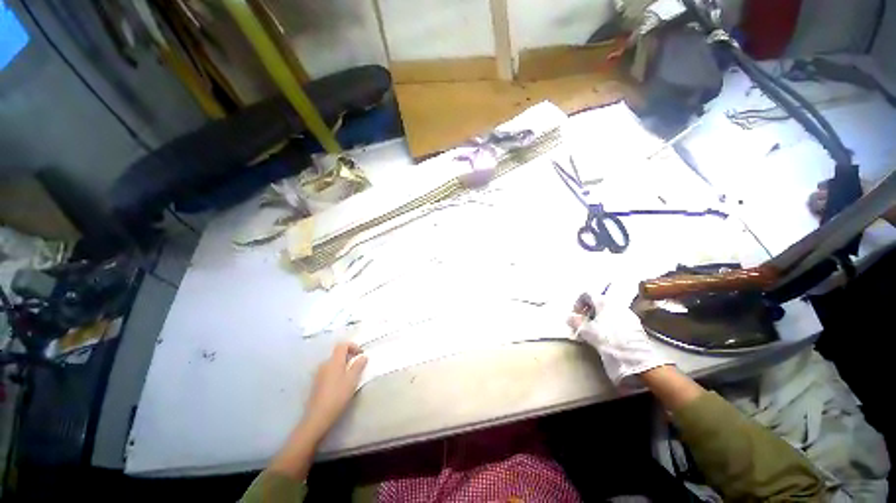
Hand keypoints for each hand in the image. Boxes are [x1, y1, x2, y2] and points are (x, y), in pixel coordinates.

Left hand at [300, 342, 367, 440]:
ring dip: (343, 364)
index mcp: (334, 361)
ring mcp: (318, 374)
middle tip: (358, 364)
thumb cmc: (337, 396)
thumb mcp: (352, 380)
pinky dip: (337, 372)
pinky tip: (340, 384)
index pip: (342, 345)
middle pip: (337, 353)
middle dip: (349, 356)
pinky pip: (328, 371)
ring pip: (333, 363)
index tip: (361, 354)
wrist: (318, 417)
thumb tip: (363, 356)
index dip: (353, 346)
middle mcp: (325, 364)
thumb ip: (358, 366)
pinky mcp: (316, 383)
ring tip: (351, 375)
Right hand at [568, 286, 671, 385]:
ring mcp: (628, 314)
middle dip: (588, 312)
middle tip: (583, 324)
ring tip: (594, 332)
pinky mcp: (636, 325)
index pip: (586, 293)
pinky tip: (607, 337)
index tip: (575, 316)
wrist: (636, 360)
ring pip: (608, 311)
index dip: (578, 303)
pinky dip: (609, 324)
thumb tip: (570, 317)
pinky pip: (618, 319)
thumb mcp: (586, 331)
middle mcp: (617, 304)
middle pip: (598, 302)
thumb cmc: (608, 341)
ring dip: (598, 318)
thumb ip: (575, 322)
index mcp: (604, 301)